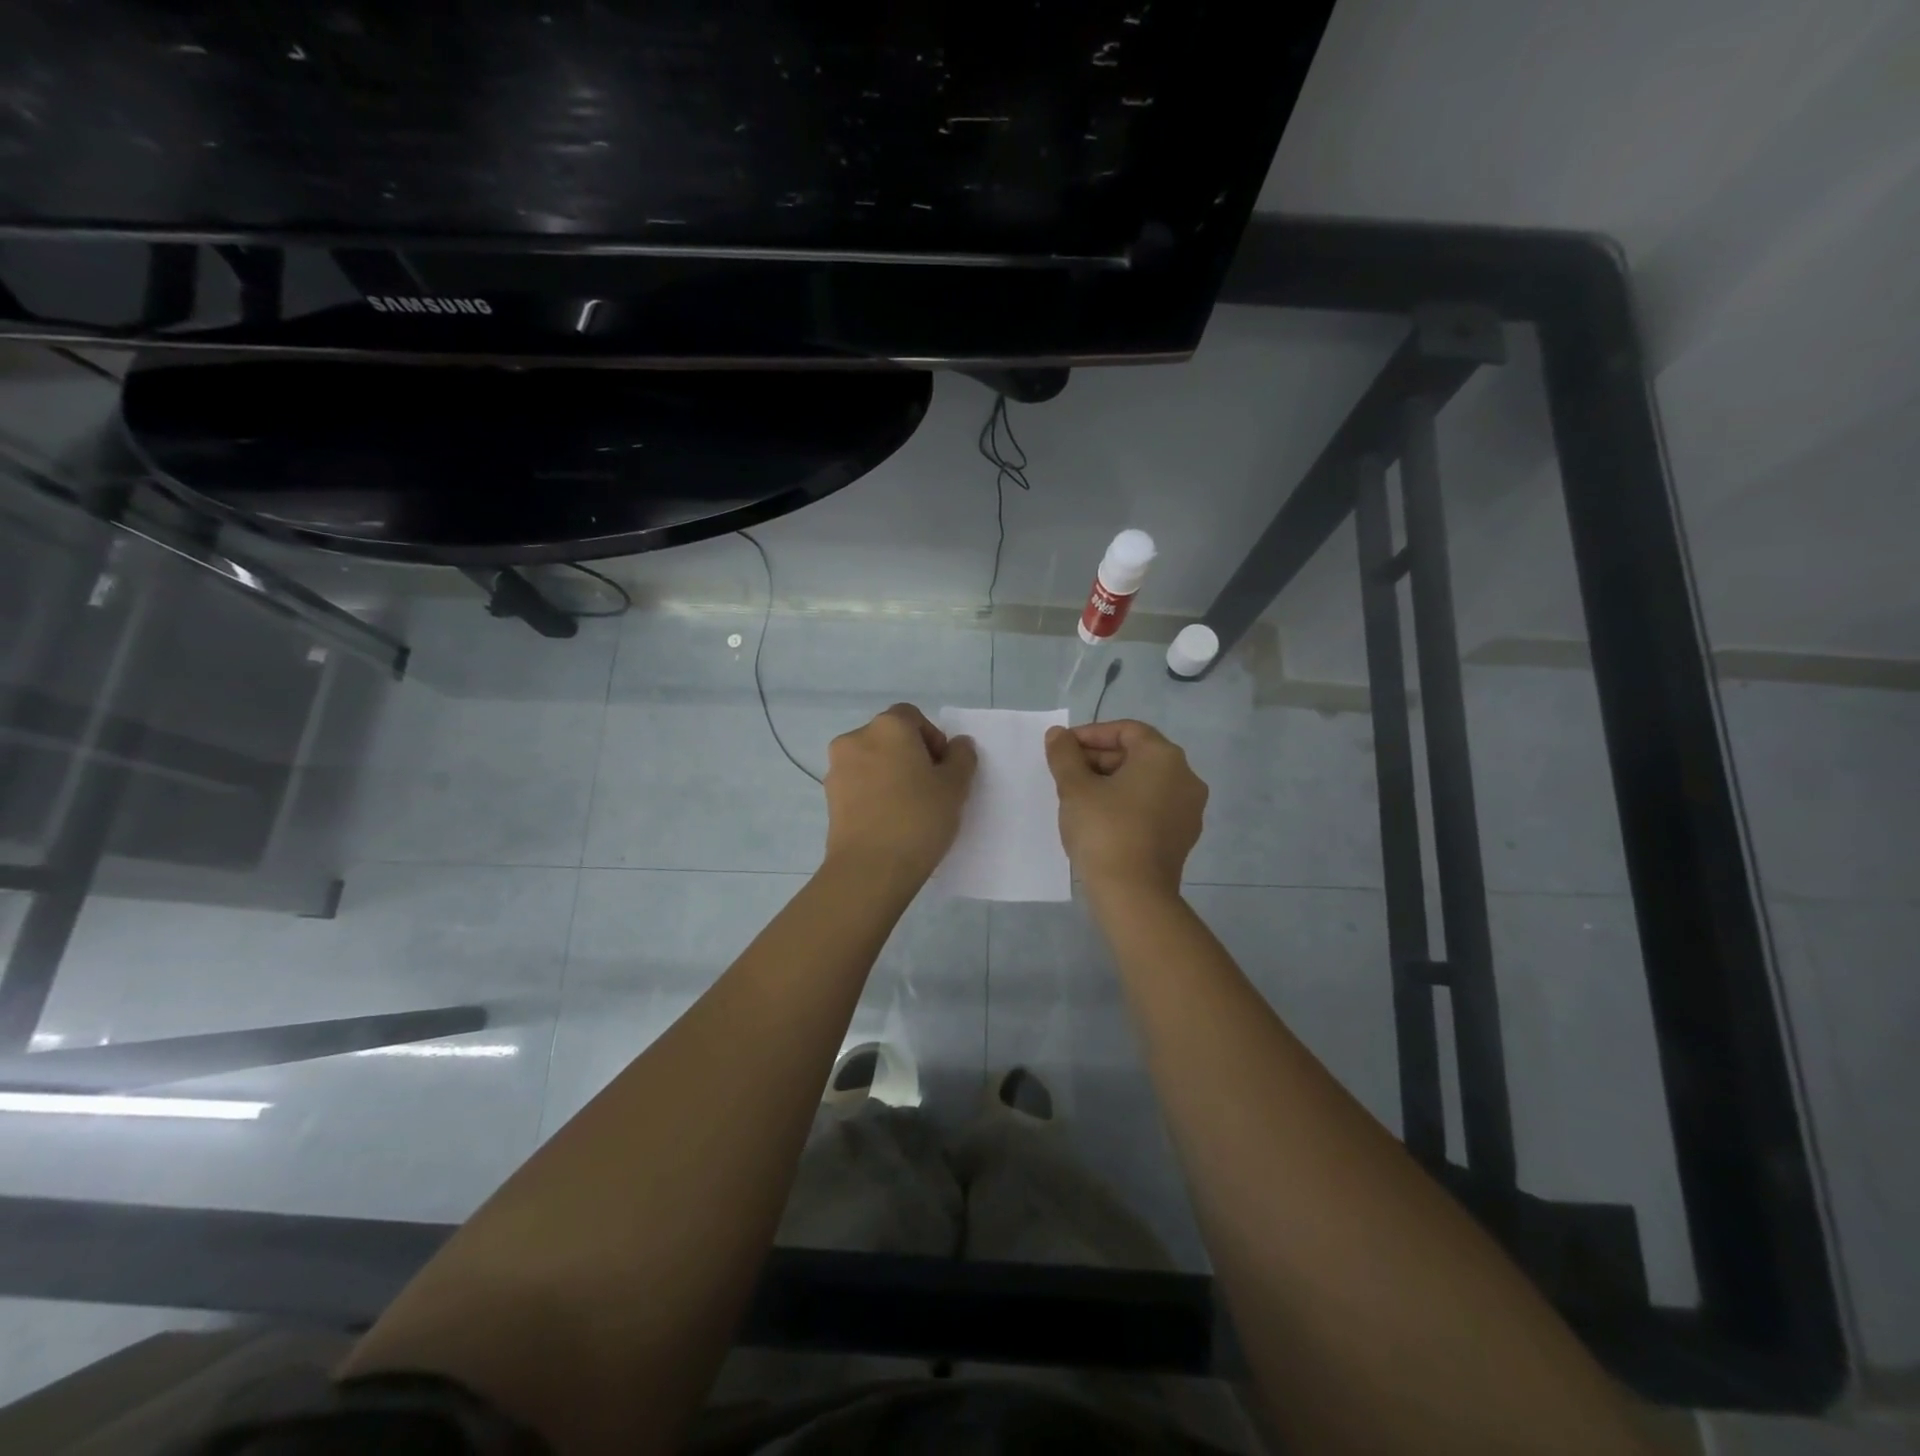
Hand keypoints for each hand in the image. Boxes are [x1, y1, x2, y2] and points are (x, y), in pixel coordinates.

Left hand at [824, 704, 977, 883]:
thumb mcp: (955, 787)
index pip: (912, 717)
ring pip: (872, 761)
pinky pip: (859, 784)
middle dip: (911, 756)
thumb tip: (958, 745)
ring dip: (891, 774)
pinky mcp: (829, 798)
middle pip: (890, 737)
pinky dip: (874, 793)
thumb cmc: (918, 819)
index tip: (942, 769)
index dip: (932, 738)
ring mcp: (837, 768)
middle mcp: (856, 739)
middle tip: (930, 789)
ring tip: (909, 808)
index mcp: (888, 727)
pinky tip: (889, 821)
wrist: (870, 869)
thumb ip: (961, 758)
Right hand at [1044, 719, 1206, 897]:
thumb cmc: (1104, 830)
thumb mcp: (1075, 788)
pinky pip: (1152, 807)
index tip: (1063, 749)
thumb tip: (1058, 735)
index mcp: (1164, 757)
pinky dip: (1127, 804)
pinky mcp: (1183, 836)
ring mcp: (1188, 809)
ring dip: (1111, 782)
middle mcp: (1185, 777)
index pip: (1126, 730)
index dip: (1091, 734)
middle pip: (1137, 755)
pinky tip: (1099, 820)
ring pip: (1144, 782)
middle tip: (1066, 773)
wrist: (1133, 894)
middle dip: (1099, 759)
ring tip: (1078, 797)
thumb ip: (1064, 755)